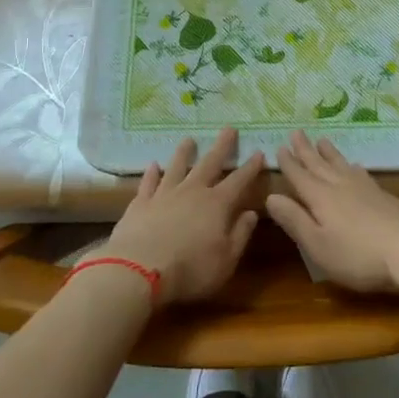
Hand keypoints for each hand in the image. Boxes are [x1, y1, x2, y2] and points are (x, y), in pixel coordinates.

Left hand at [104, 128, 265, 306]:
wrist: (139, 269)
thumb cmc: (191, 269)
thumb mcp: (226, 260)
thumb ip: (240, 234)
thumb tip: (252, 213)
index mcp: (217, 204)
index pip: (239, 181)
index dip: (250, 167)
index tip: (259, 152)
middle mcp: (192, 191)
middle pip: (209, 163)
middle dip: (221, 146)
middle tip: (229, 128)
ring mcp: (164, 194)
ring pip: (177, 166)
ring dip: (184, 152)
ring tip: (189, 139)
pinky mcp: (141, 203)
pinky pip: (148, 182)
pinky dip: (151, 173)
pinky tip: (153, 165)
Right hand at [267, 131, 398, 307]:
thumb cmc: (357, 254)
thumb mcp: (317, 245)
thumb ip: (294, 219)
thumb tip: (270, 196)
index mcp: (320, 197)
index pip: (299, 176)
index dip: (288, 163)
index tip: (279, 147)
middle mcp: (339, 186)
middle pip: (319, 164)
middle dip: (306, 150)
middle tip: (296, 132)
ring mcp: (363, 187)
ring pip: (340, 164)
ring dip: (328, 152)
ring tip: (322, 140)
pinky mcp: (382, 194)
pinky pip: (359, 172)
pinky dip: (351, 166)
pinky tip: (354, 165)